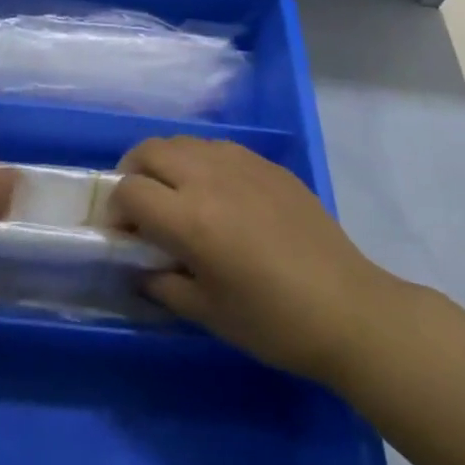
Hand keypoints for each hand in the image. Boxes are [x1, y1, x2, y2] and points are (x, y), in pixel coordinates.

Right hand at [111, 138, 403, 386]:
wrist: (349, 310)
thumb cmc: (273, 322)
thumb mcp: (207, 313)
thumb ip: (161, 283)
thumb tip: (138, 265)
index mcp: (190, 218)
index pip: (129, 191)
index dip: (115, 211)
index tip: (122, 234)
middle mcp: (209, 178)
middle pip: (149, 151)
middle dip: (131, 173)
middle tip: (139, 206)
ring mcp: (241, 164)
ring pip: (182, 142)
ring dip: (165, 163)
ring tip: (175, 196)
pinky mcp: (267, 164)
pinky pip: (217, 148)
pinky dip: (199, 162)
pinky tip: (216, 194)